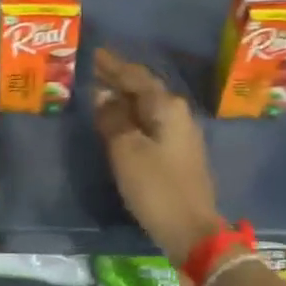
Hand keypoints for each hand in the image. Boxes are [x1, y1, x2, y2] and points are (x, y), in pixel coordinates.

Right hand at [91, 48, 220, 266]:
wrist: (192, 231)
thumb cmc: (157, 187)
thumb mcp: (126, 151)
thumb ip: (112, 119)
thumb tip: (102, 95)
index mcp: (166, 107)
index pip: (135, 77)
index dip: (113, 65)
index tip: (93, 53)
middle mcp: (177, 113)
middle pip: (143, 89)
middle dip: (118, 79)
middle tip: (92, 69)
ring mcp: (180, 134)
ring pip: (147, 106)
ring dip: (124, 98)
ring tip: (100, 91)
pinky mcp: (178, 153)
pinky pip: (150, 123)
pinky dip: (132, 116)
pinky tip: (118, 121)